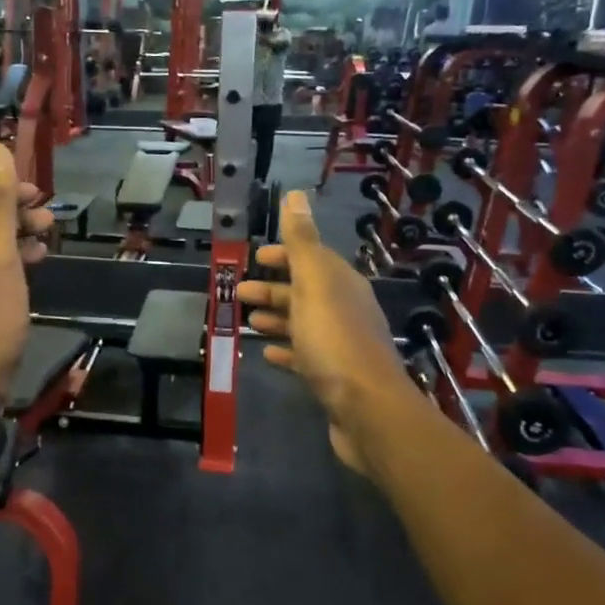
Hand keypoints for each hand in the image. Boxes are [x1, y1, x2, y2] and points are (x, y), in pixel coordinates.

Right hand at [238, 191, 407, 474]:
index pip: (311, 259)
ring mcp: (341, 345)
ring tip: (246, 321)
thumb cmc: (334, 339)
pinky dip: (285, 350)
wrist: (367, 409)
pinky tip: (266, 353)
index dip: (284, 255)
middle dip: (272, 288)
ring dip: (275, 318)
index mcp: (342, 283)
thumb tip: (295, 194)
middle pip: (304, 292)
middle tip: (237, 292)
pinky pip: (304, 355)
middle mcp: (345, 309)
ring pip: (302, 323)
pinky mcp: (333, 377)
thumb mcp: (314, 282)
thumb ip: (302, 241)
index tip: (255, 257)